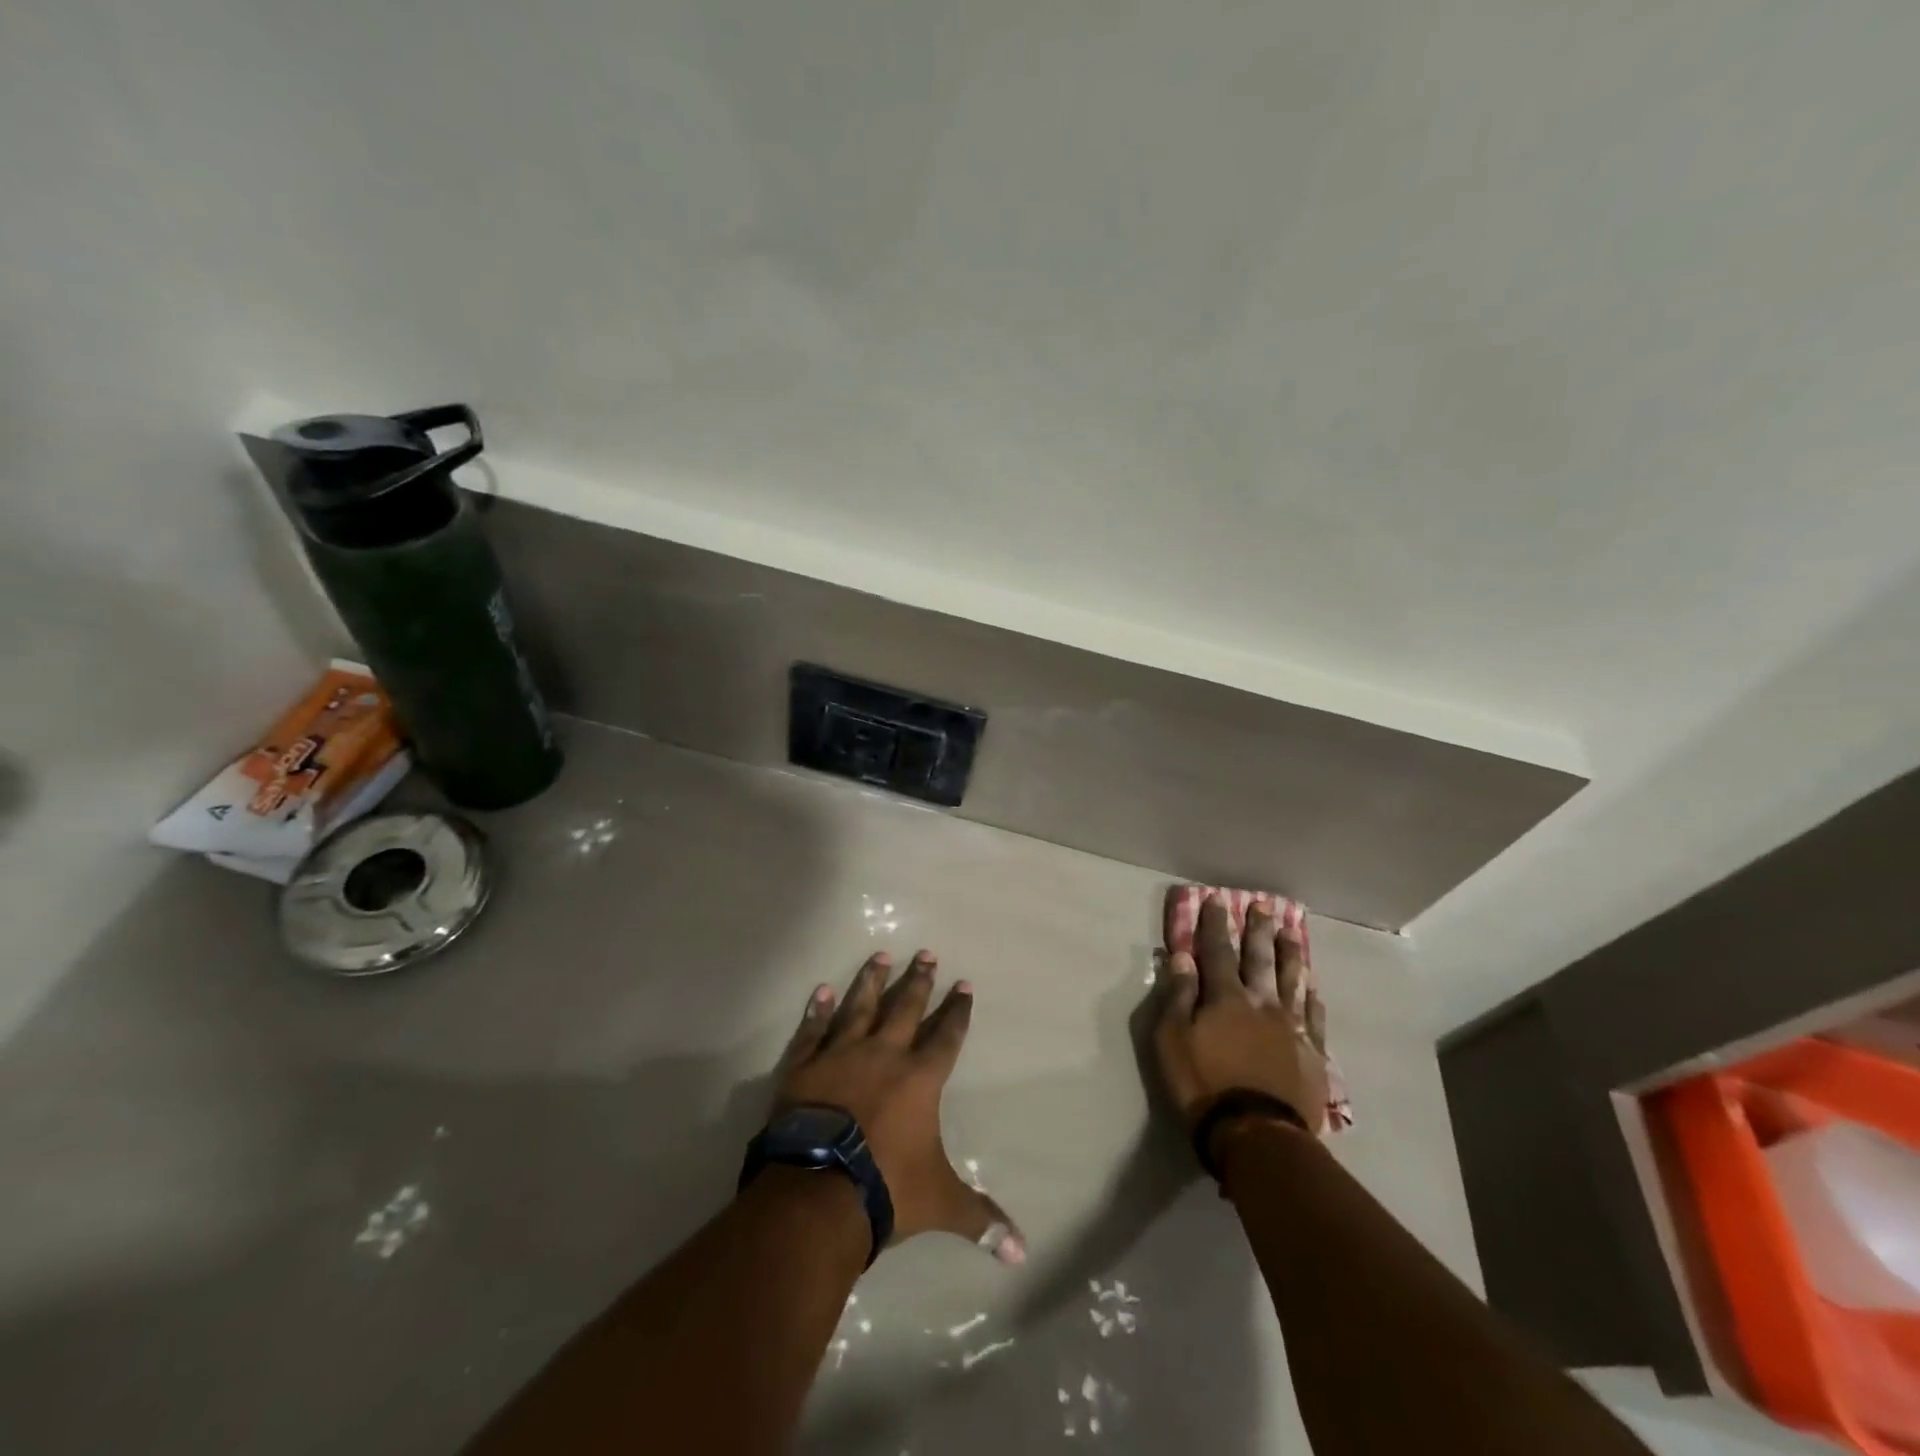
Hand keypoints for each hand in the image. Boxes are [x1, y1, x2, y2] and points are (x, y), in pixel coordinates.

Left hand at [774, 950, 1024, 1264]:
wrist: (818, 1189)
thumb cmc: (886, 1188)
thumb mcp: (940, 1203)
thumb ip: (980, 1219)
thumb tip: (1021, 1253)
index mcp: (920, 1078)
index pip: (947, 1035)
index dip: (957, 1010)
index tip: (964, 984)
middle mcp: (884, 1054)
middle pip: (906, 1008)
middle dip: (918, 981)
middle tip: (926, 952)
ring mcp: (841, 1055)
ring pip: (859, 1007)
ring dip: (870, 981)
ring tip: (879, 955)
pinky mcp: (805, 1066)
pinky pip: (813, 1030)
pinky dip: (816, 1011)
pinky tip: (820, 990)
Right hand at [1155, 894, 1330, 1145]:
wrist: (1256, 1134)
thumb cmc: (1204, 1085)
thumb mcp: (1172, 1040)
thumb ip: (1178, 996)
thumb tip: (1182, 957)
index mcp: (1225, 997)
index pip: (1217, 950)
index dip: (1214, 924)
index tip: (1216, 899)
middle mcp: (1261, 1002)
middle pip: (1260, 958)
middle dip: (1258, 930)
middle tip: (1263, 905)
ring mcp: (1291, 1026)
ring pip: (1293, 980)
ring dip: (1291, 954)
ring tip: (1292, 933)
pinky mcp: (1312, 1053)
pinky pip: (1314, 1016)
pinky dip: (1313, 997)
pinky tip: (1314, 986)